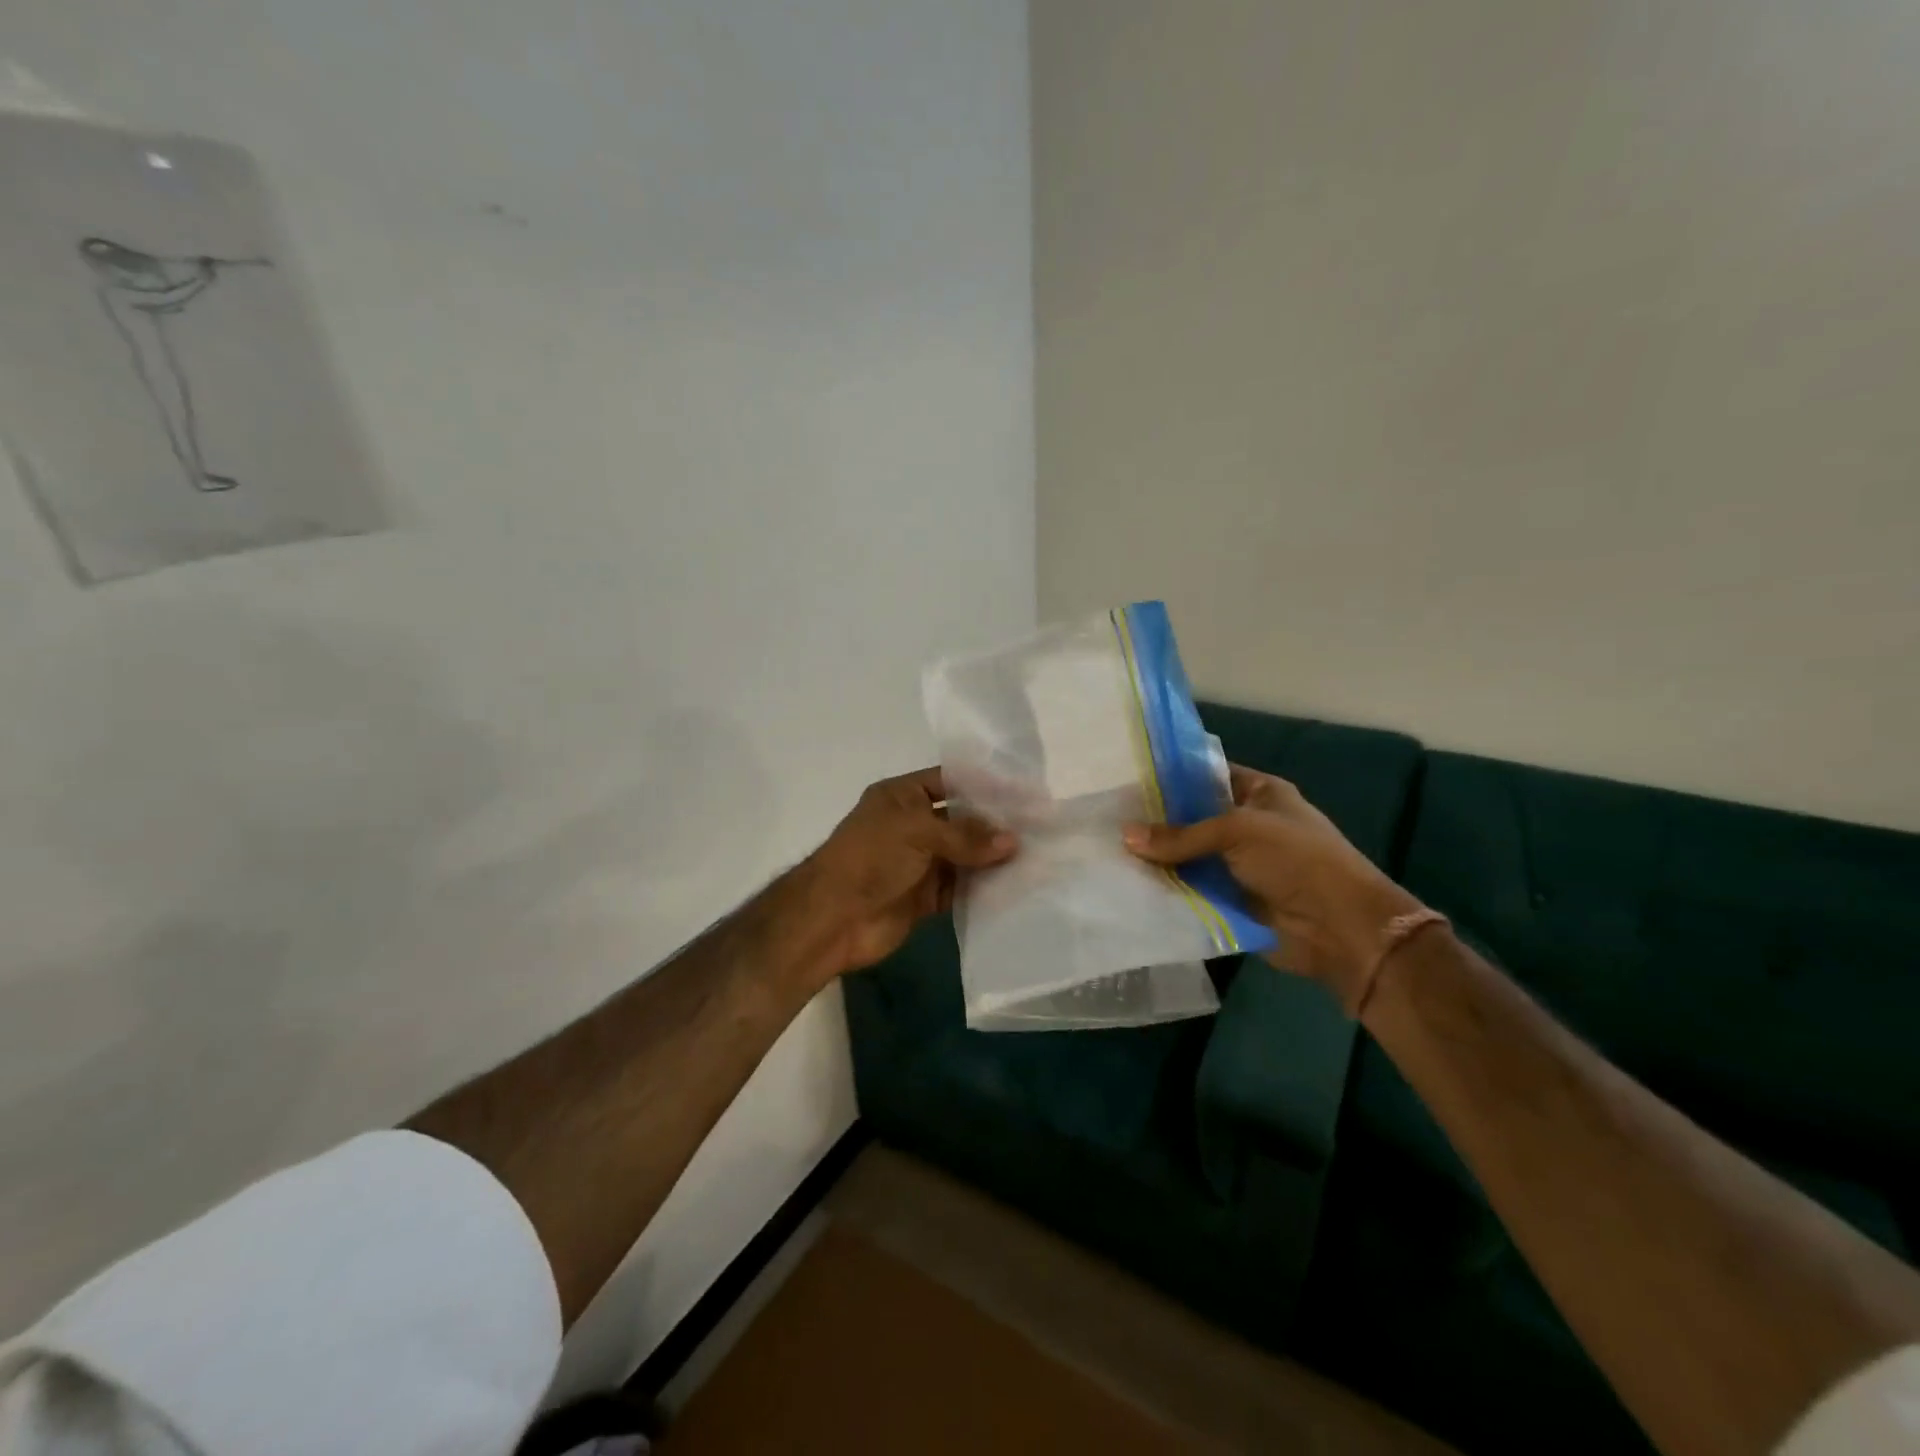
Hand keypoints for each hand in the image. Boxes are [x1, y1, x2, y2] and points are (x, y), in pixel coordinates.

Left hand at [790, 767, 1016, 980]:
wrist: (832, 918)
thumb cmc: (870, 857)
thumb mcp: (916, 832)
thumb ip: (966, 835)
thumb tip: (1013, 841)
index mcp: (902, 796)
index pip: (950, 781)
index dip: (984, 786)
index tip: (1024, 792)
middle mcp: (913, 825)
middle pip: (962, 820)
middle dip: (996, 824)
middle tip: (1041, 826)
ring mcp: (921, 862)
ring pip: (966, 856)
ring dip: (994, 858)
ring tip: (1038, 855)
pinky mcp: (927, 897)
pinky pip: (962, 888)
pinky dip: (985, 888)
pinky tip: (1017, 885)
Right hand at [1123, 766, 1418, 1002]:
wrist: (1340, 929)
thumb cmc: (1297, 860)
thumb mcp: (1238, 831)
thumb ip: (1181, 835)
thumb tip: (1125, 836)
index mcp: (1259, 793)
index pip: (1207, 774)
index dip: (1171, 775)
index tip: (1127, 776)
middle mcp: (1246, 825)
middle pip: (1192, 817)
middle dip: (1155, 819)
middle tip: (1107, 814)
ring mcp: (1238, 864)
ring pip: (1188, 856)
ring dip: (1157, 857)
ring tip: (1107, 848)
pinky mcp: (1229, 899)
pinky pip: (1191, 889)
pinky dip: (1167, 888)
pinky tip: (1128, 883)